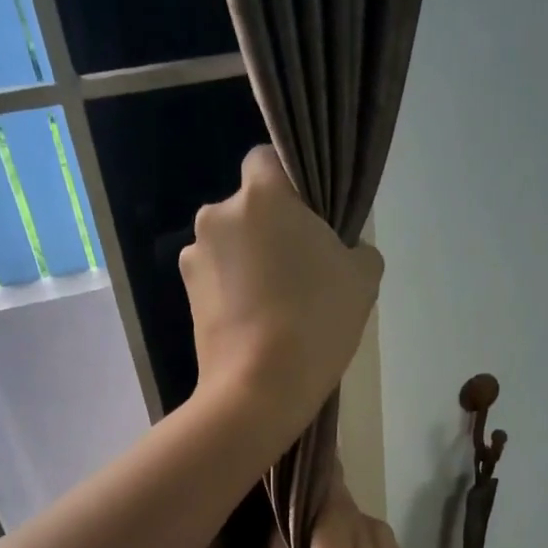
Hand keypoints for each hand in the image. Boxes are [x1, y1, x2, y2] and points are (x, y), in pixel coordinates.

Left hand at [181, 146, 383, 435]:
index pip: (267, 159)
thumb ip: (357, 248)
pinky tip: (258, 326)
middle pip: (248, 209)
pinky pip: (218, 280)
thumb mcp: (362, 279)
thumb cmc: (316, 321)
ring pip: (231, 246)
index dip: (289, 184)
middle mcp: (217, 215)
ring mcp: (194, 258)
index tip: (309, 219)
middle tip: (301, 272)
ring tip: (278, 307)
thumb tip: (345, 250)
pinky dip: (234, 293)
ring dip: (249, 264)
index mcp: (261, 196)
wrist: (260, 389)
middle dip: (270, 230)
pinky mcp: (185, 297)